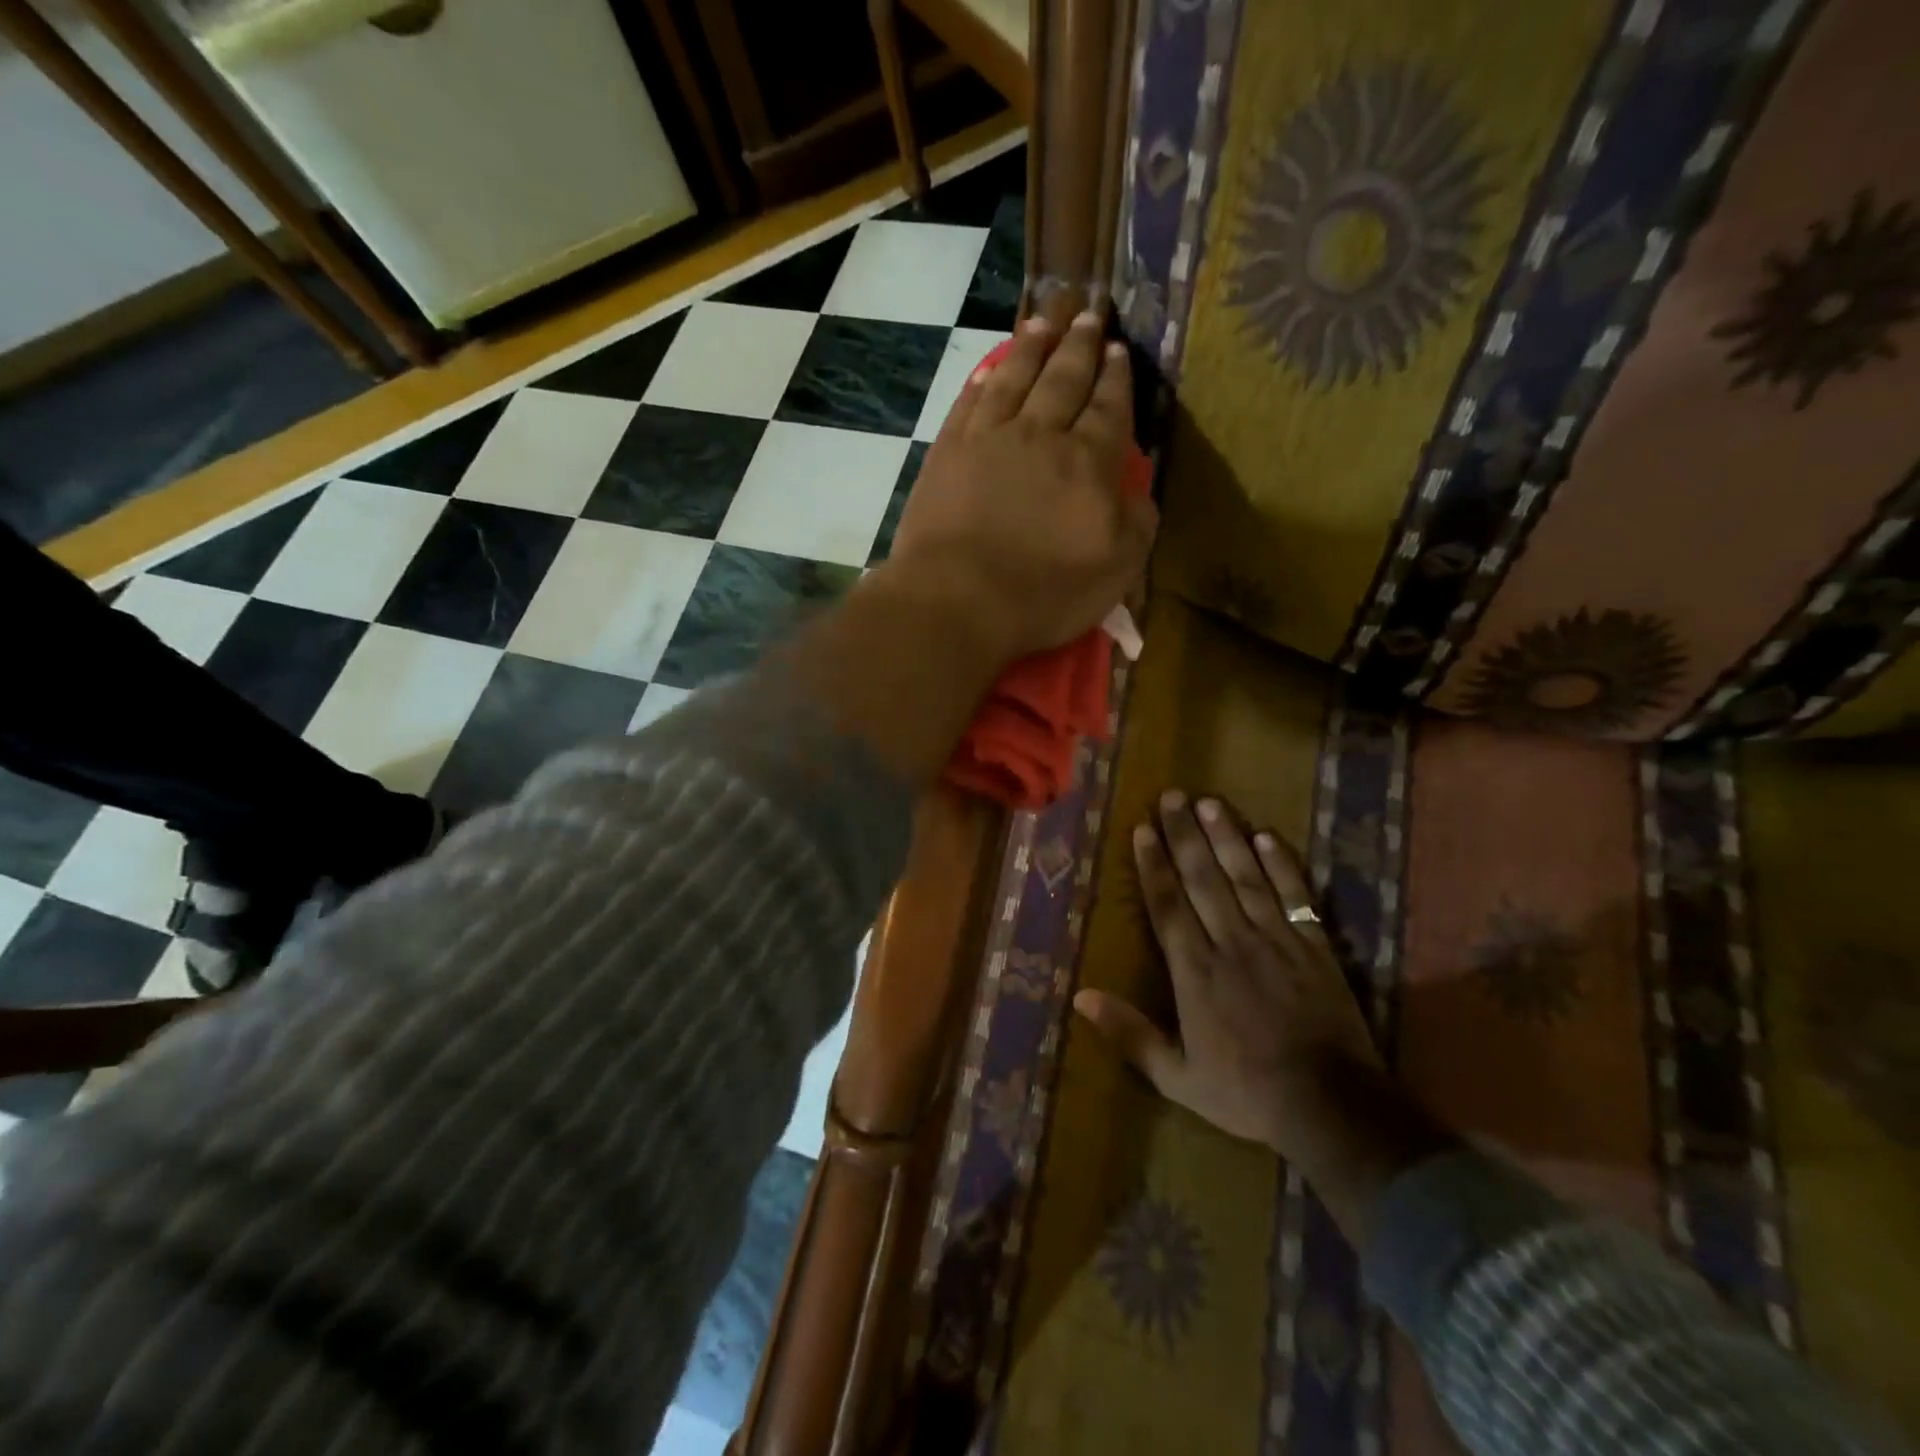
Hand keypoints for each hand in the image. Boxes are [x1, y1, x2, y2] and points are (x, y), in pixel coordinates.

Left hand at [884, 312, 1157, 664]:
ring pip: (1014, 378)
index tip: (1118, 350)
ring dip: (1031, 348)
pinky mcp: (946, 453)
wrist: (957, 599)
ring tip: (1042, 322)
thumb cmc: (1043, 594)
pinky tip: (988, 370)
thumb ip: (1136, 523)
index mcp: (1089, 463)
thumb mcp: (1116, 570)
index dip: (1116, 378)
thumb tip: (1137, 490)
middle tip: (1088, 314)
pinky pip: (969, 403)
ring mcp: (988, 439)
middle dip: (1079, 346)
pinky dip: (982, 381)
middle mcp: (1040, 435)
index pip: (1109, 408)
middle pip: (1064, 379)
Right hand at [1075, 791, 1381, 1159]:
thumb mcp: (1176, 1076)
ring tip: (1210, 803)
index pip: (1167, 905)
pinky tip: (1268, 836)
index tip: (1143, 829)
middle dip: (1184, 835)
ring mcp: (1276, 939)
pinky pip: (1295, 895)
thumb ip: (1129, 1033)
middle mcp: (1231, 942)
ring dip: (1226, 837)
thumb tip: (1080, 996)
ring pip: (1245, 877)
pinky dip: (1281, 865)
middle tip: (1172, 796)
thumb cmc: (1246, 1092)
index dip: (1153, 864)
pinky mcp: (1314, 945)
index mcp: (1195, 971)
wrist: (1330, 1106)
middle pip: (1202, 878)